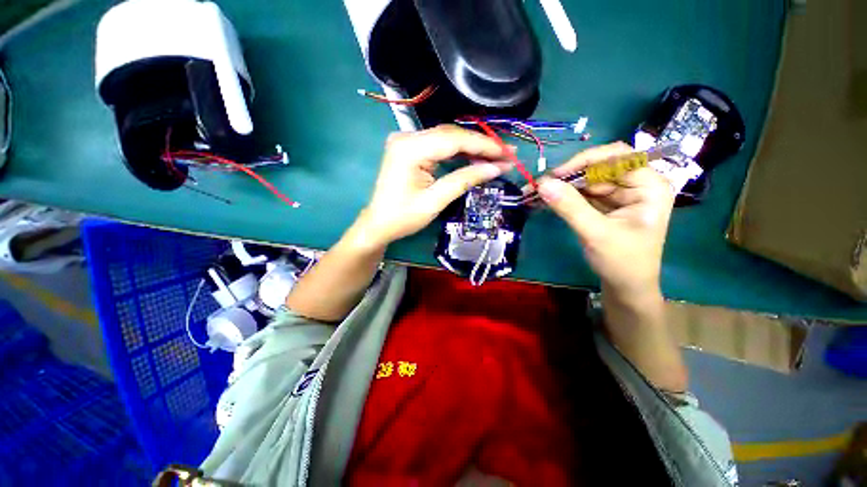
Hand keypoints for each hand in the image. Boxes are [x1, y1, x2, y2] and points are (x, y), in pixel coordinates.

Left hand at [355, 125, 511, 248]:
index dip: (484, 146)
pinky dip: (458, 153)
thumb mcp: (435, 201)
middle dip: (481, 146)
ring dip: (472, 148)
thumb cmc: (403, 218)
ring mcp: (407, 141)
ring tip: (496, 157)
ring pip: (447, 139)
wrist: (378, 224)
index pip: (454, 139)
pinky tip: (475, 158)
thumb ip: (464, 180)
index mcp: (410, 148)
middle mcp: (407, 137)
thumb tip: (496, 168)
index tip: (508, 154)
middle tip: (507, 155)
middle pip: (451, 135)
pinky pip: (439, 146)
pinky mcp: (410, 149)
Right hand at [537, 142, 674, 298]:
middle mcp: (636, 184)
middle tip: (540, 185)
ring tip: (537, 192)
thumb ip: (569, 207)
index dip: (586, 160)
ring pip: (588, 179)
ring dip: (562, 185)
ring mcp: (620, 194)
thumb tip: (542, 184)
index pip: (619, 157)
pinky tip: (547, 199)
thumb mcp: (595, 233)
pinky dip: (564, 195)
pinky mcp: (606, 204)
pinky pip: (583, 192)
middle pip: (600, 167)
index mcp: (649, 186)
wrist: (626, 287)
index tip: (556, 174)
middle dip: (569, 175)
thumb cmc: (622, 262)